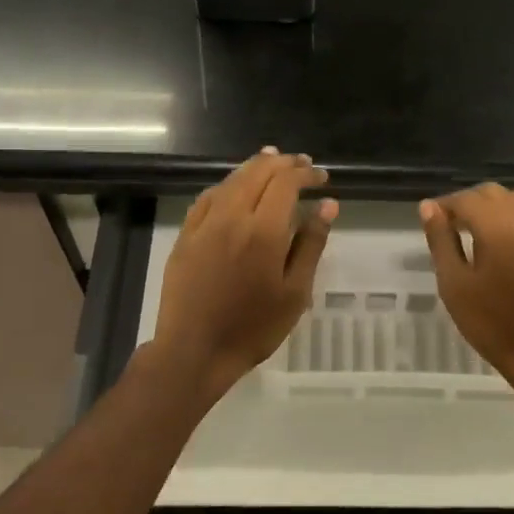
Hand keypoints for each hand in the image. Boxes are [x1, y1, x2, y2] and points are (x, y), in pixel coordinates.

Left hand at [153, 150, 336, 396]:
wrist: (194, 351)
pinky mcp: (185, 236)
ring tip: (273, 162)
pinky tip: (235, 187)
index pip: (286, 183)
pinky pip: (208, 197)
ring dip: (255, 167)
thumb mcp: (295, 292)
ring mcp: (204, 224)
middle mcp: (231, 217)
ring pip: (231, 180)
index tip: (322, 178)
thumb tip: (328, 205)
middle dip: (283, 164)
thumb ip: (311, 244)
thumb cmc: (253, 328)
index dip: (306, 174)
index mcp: (263, 231)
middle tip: (302, 165)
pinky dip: (228, 184)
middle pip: (257, 173)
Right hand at [421, 184, 513, 389]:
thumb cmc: (492, 324)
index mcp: (498, 227)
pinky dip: (512, 218)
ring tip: (474, 233)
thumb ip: (441, 241)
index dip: (443, 206)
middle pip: (491, 193)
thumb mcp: (454, 284)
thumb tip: (429, 207)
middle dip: (467, 203)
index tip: (429, 221)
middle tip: (448, 228)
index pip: (465, 200)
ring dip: (491, 207)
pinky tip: (501, 245)